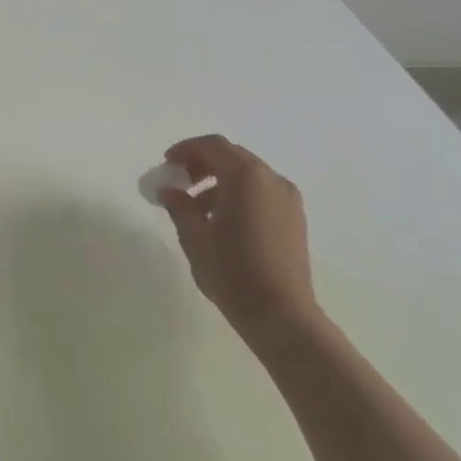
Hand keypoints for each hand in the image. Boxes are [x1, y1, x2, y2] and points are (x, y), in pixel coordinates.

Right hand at [157, 135, 316, 351]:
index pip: (213, 146)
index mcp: (246, 177)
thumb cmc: (232, 271)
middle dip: (202, 164)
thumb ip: (179, 206)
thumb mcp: (194, 237)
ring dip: (219, 182)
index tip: (166, 164)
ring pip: (248, 176)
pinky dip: (238, 195)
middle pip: (233, 157)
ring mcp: (288, 199)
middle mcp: (271, 180)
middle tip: (179, 182)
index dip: (186, 149)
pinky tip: (222, 222)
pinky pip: (261, 193)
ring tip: (196, 209)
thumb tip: (169, 191)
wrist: (282, 315)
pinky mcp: (294, 219)